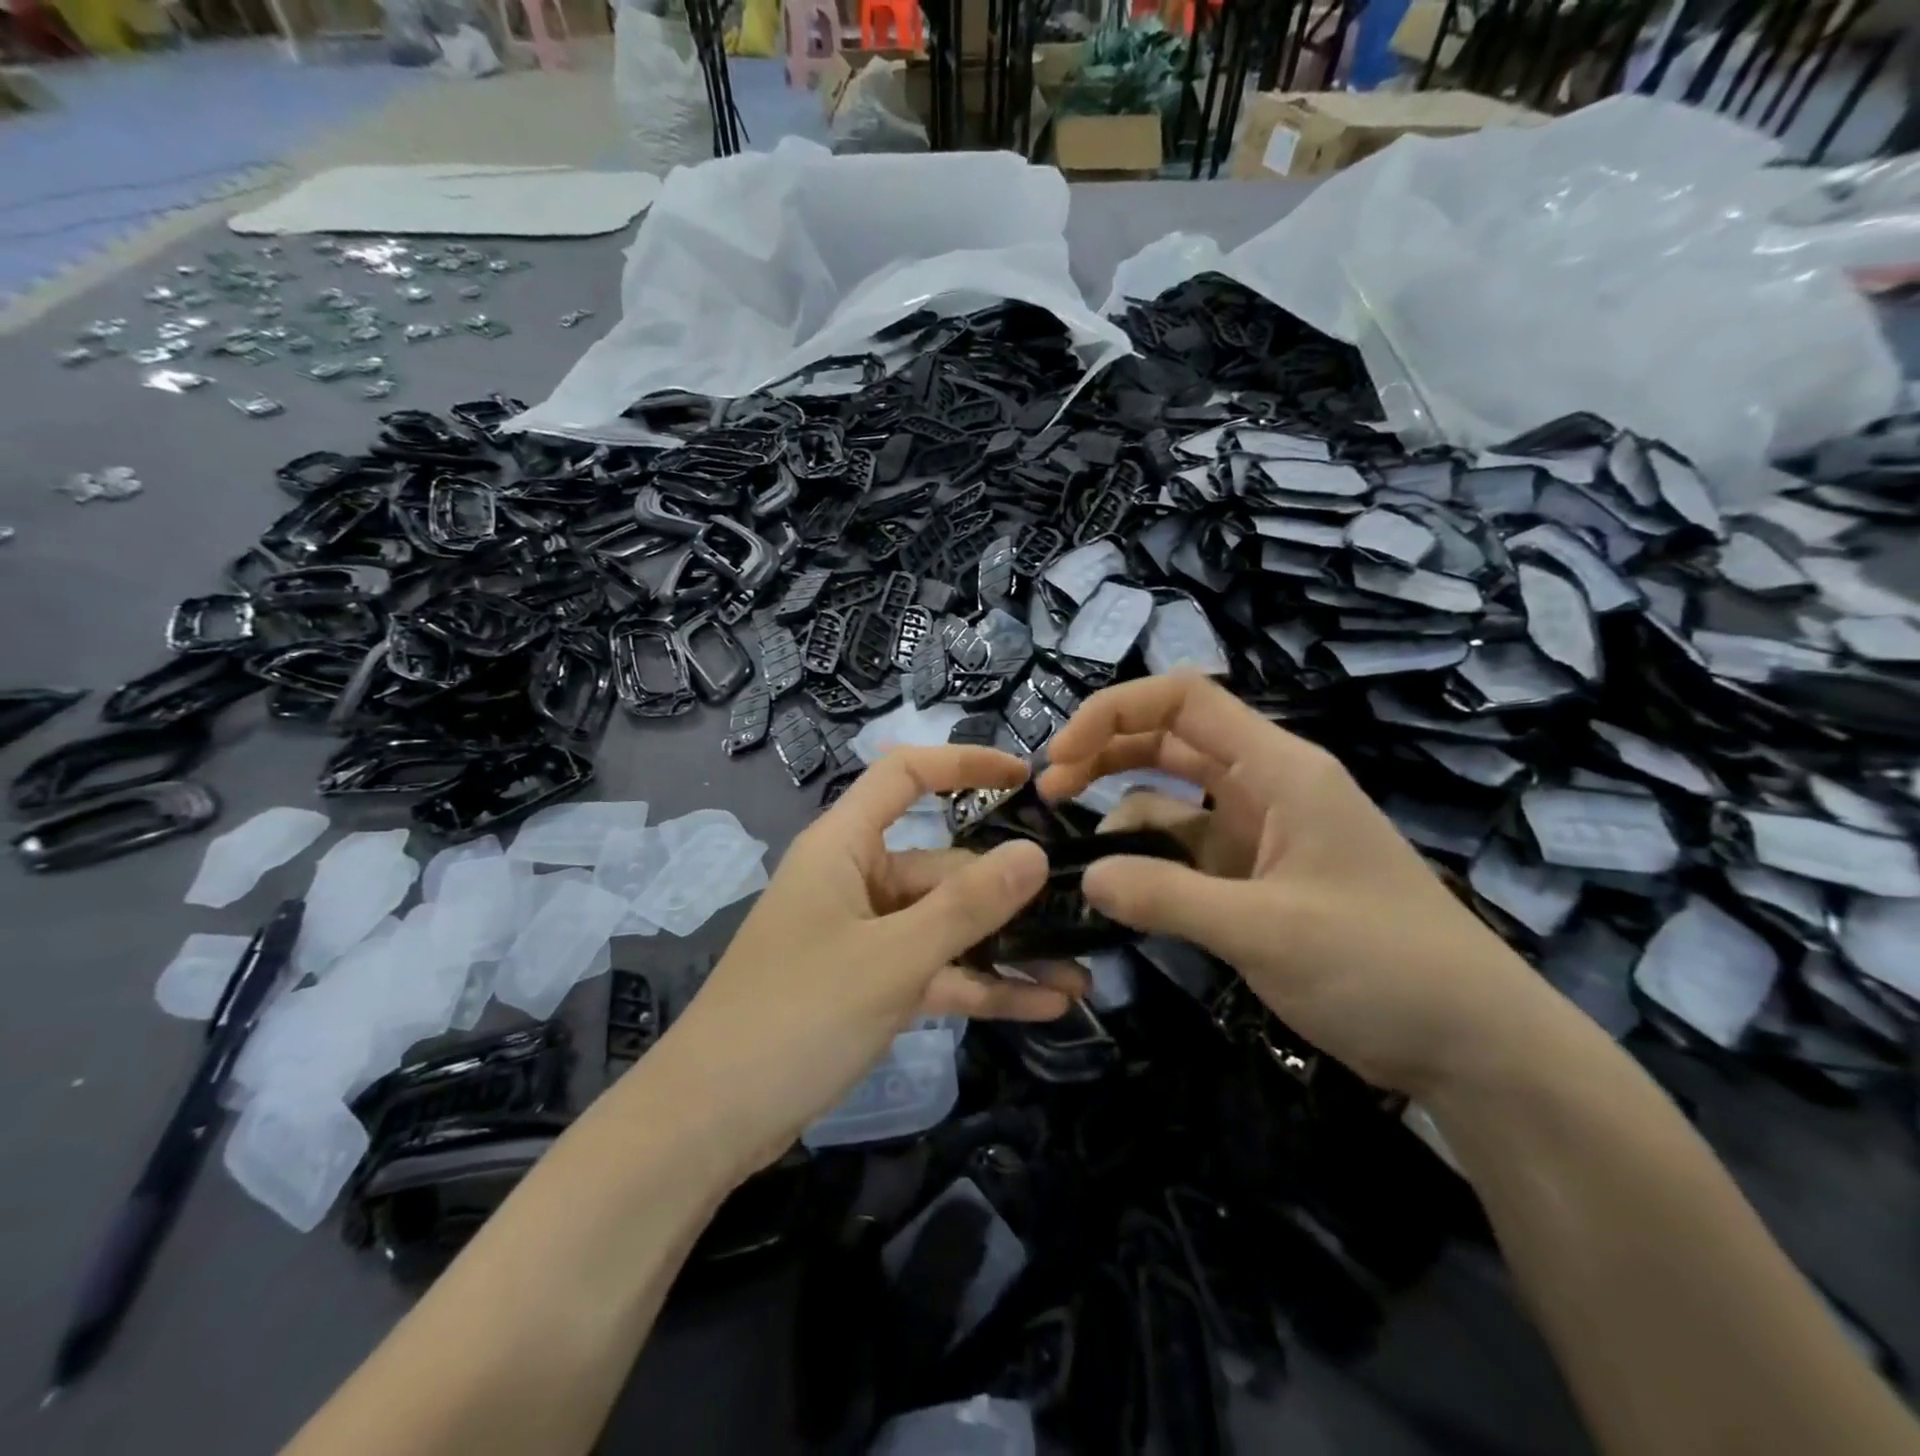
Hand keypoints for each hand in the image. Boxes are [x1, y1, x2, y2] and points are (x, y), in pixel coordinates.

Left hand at [648, 746, 1084, 1174]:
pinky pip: (932, 971)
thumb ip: (967, 906)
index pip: (906, 776)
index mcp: (844, 847)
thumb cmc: (796, 1017)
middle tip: (1080, 914)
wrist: (707, 1124)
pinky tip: (1041, 1006)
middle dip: (1007, 894)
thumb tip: (1035, 852)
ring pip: (944, 927)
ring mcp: (861, 936)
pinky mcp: (866, 985)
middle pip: (941, 866)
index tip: (1027, 778)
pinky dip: (978, 986)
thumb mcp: (892, 959)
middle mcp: (854, 880)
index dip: (965, 764)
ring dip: (1004, 950)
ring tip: (1077, 975)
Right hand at [1038, 674, 1560, 1097]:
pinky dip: (1150, 860)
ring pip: (1174, 797)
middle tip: (1049, 792)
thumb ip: (1167, 897)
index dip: (1114, 711)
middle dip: (1105, 754)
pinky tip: (1123, 889)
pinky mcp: (1257, 877)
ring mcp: (1261, 833)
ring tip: (1079, 853)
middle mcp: (1267, 787)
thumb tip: (1086, 878)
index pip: (1185, 700)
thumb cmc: (1382, 966)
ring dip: (1123, 812)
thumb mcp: (1266, 930)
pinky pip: (1187, 850)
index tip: (1061, 755)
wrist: (1474, 1044)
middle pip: (1170, 740)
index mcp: (1279, 770)